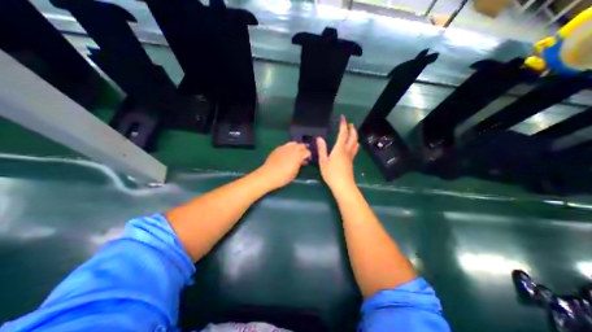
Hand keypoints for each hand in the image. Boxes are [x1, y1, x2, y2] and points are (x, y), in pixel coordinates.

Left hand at [259, 141, 314, 190]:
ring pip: (293, 143)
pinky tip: (286, 155)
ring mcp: (284, 147)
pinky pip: (286, 146)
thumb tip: (302, 161)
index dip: (308, 156)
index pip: (307, 152)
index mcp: (298, 155)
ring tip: (295, 154)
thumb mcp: (295, 172)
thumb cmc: (283, 177)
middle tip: (302, 156)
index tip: (307, 160)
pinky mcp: (277, 149)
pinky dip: (288, 149)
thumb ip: (300, 164)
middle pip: (301, 145)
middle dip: (303, 149)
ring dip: (296, 147)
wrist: (268, 175)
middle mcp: (292, 149)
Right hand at [316, 115, 358, 190]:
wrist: (343, 185)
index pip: (343, 134)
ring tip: (352, 132)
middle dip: (352, 129)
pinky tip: (352, 145)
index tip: (343, 118)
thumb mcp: (323, 162)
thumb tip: (319, 138)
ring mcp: (351, 156)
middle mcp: (347, 150)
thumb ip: (322, 149)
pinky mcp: (351, 161)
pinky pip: (355, 149)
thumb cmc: (331, 174)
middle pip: (353, 137)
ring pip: (355, 143)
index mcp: (339, 149)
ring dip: (355, 135)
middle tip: (350, 123)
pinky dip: (354, 143)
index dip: (343, 125)